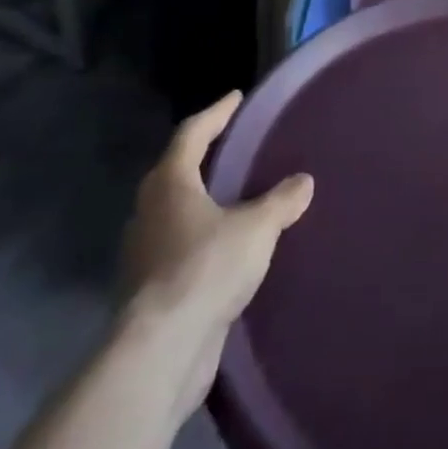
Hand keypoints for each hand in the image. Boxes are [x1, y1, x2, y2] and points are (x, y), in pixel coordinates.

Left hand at [118, 92, 313, 418]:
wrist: (162, 350)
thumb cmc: (206, 268)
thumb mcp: (257, 227)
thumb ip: (281, 201)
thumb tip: (303, 181)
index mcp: (170, 184)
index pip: (192, 133)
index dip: (216, 113)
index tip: (236, 97)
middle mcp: (149, 211)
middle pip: (175, 171)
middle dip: (203, 156)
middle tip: (233, 144)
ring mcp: (144, 252)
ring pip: (174, 211)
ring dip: (200, 200)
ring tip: (234, 196)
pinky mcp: (149, 289)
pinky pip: (178, 246)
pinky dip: (200, 237)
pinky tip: (225, 246)